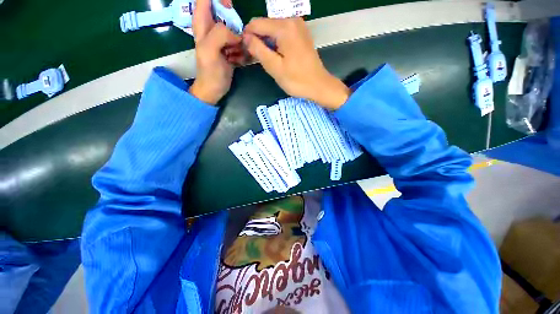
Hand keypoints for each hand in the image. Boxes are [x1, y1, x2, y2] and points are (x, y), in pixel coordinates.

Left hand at [189, 0, 243, 104]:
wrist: (214, 90)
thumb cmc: (209, 72)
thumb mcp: (209, 51)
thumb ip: (220, 34)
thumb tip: (236, 34)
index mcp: (202, 23)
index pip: (205, 0)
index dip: (218, 0)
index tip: (229, 8)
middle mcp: (212, 27)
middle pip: (224, 12)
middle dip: (234, 22)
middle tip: (236, 41)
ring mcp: (222, 39)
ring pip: (235, 28)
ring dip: (240, 40)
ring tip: (235, 55)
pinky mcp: (230, 49)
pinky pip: (240, 43)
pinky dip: (243, 49)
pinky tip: (238, 60)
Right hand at [243, 18, 350, 109]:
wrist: (319, 85)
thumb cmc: (297, 80)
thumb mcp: (275, 67)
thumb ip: (258, 50)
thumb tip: (245, 37)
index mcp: (284, 27)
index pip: (256, 23)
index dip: (247, 36)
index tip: (245, 52)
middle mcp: (291, 20)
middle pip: (265, 25)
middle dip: (258, 39)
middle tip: (257, 58)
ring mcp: (298, 26)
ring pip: (273, 29)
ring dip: (267, 42)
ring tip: (267, 59)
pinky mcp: (301, 33)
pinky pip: (282, 33)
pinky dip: (276, 43)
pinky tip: (277, 56)